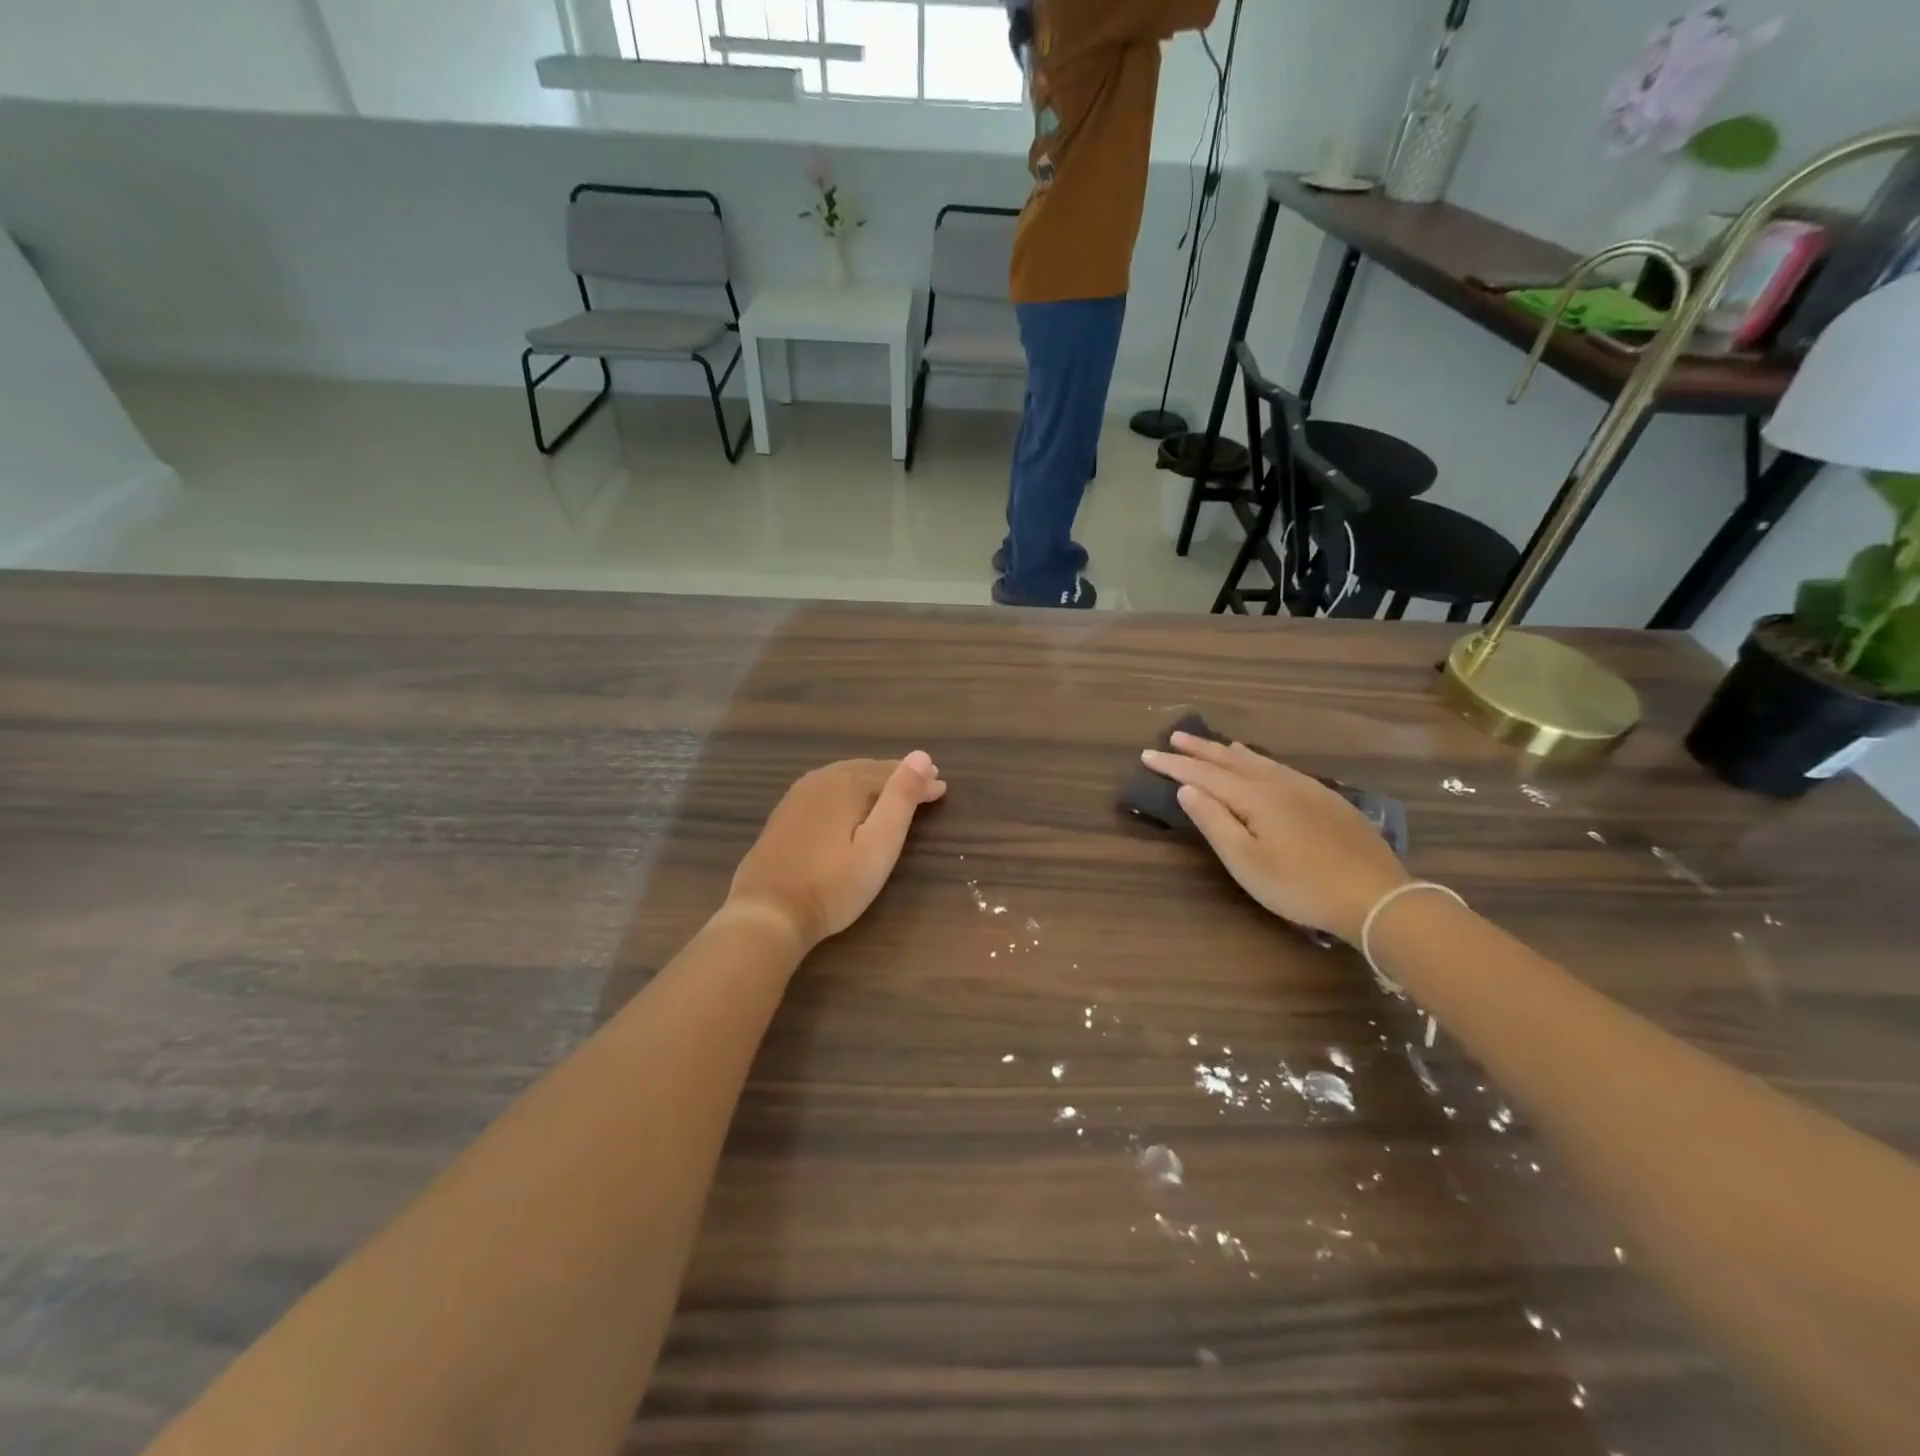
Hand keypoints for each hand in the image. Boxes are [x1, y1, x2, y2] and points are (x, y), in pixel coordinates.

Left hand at [727, 753, 948, 951]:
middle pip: (868, 770)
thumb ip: (901, 797)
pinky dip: (847, 790)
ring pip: (844, 776)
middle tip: (924, 786)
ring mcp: (797, 796)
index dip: (921, 782)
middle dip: (898, 777)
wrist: (768, 912)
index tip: (942, 790)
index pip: (893, 774)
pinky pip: (825, 788)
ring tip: (892, 791)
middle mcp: (821, 780)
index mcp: (847, 783)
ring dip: (872, 780)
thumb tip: (921, 755)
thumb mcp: (879, 844)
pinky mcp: (784, 815)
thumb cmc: (834, 884)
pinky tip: (849, 802)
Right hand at [1143, 733, 1408, 941]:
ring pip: (1260, 761)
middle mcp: (1279, 783)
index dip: (1174, 765)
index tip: (1147, 754)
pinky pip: (1281, 768)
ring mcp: (1307, 789)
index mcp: (1255, 797)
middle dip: (1200, 750)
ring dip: (1229, 752)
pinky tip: (1263, 765)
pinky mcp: (1327, 801)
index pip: (1204, 775)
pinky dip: (1259, 761)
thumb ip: (1214, 822)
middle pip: (1231, 760)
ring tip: (1213, 744)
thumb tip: (1187, 789)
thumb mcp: (1246, 861)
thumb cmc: (1300, 885)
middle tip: (1174, 737)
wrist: (1375, 897)